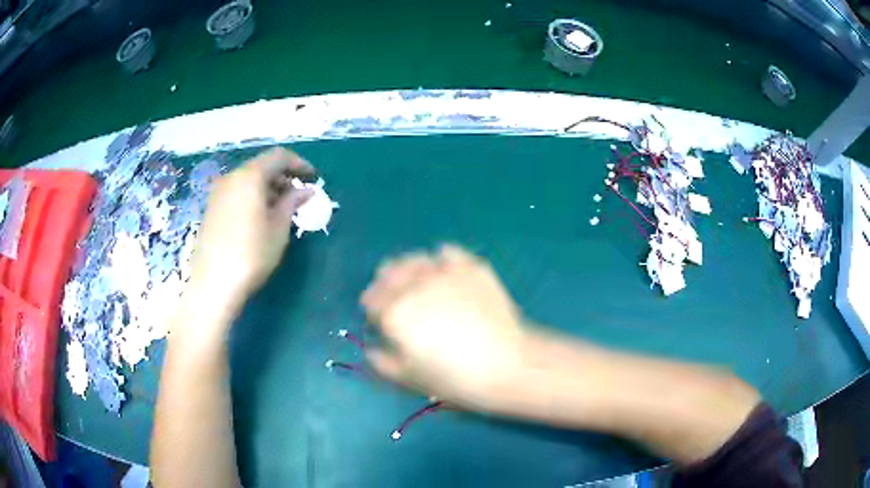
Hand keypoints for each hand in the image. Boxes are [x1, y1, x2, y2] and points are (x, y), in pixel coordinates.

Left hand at [186, 148, 314, 326]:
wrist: (213, 284)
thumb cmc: (251, 255)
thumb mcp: (278, 228)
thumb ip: (292, 202)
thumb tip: (305, 190)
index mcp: (249, 177)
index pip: (278, 157)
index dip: (299, 164)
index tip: (313, 178)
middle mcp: (231, 177)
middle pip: (261, 166)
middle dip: (283, 177)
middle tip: (298, 196)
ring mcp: (217, 192)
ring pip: (248, 180)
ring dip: (268, 188)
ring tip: (282, 209)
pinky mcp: (211, 207)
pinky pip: (237, 192)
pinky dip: (253, 196)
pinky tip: (260, 217)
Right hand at [362, 245, 530, 409]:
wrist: (505, 364)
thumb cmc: (453, 378)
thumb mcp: (409, 379)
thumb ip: (382, 363)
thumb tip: (371, 350)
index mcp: (394, 312)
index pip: (372, 299)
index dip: (372, 307)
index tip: (377, 315)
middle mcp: (414, 285)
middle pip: (388, 272)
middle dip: (386, 283)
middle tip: (395, 296)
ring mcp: (444, 272)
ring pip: (414, 259)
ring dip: (409, 268)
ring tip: (417, 280)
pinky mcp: (471, 266)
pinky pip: (448, 252)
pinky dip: (442, 259)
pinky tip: (447, 271)